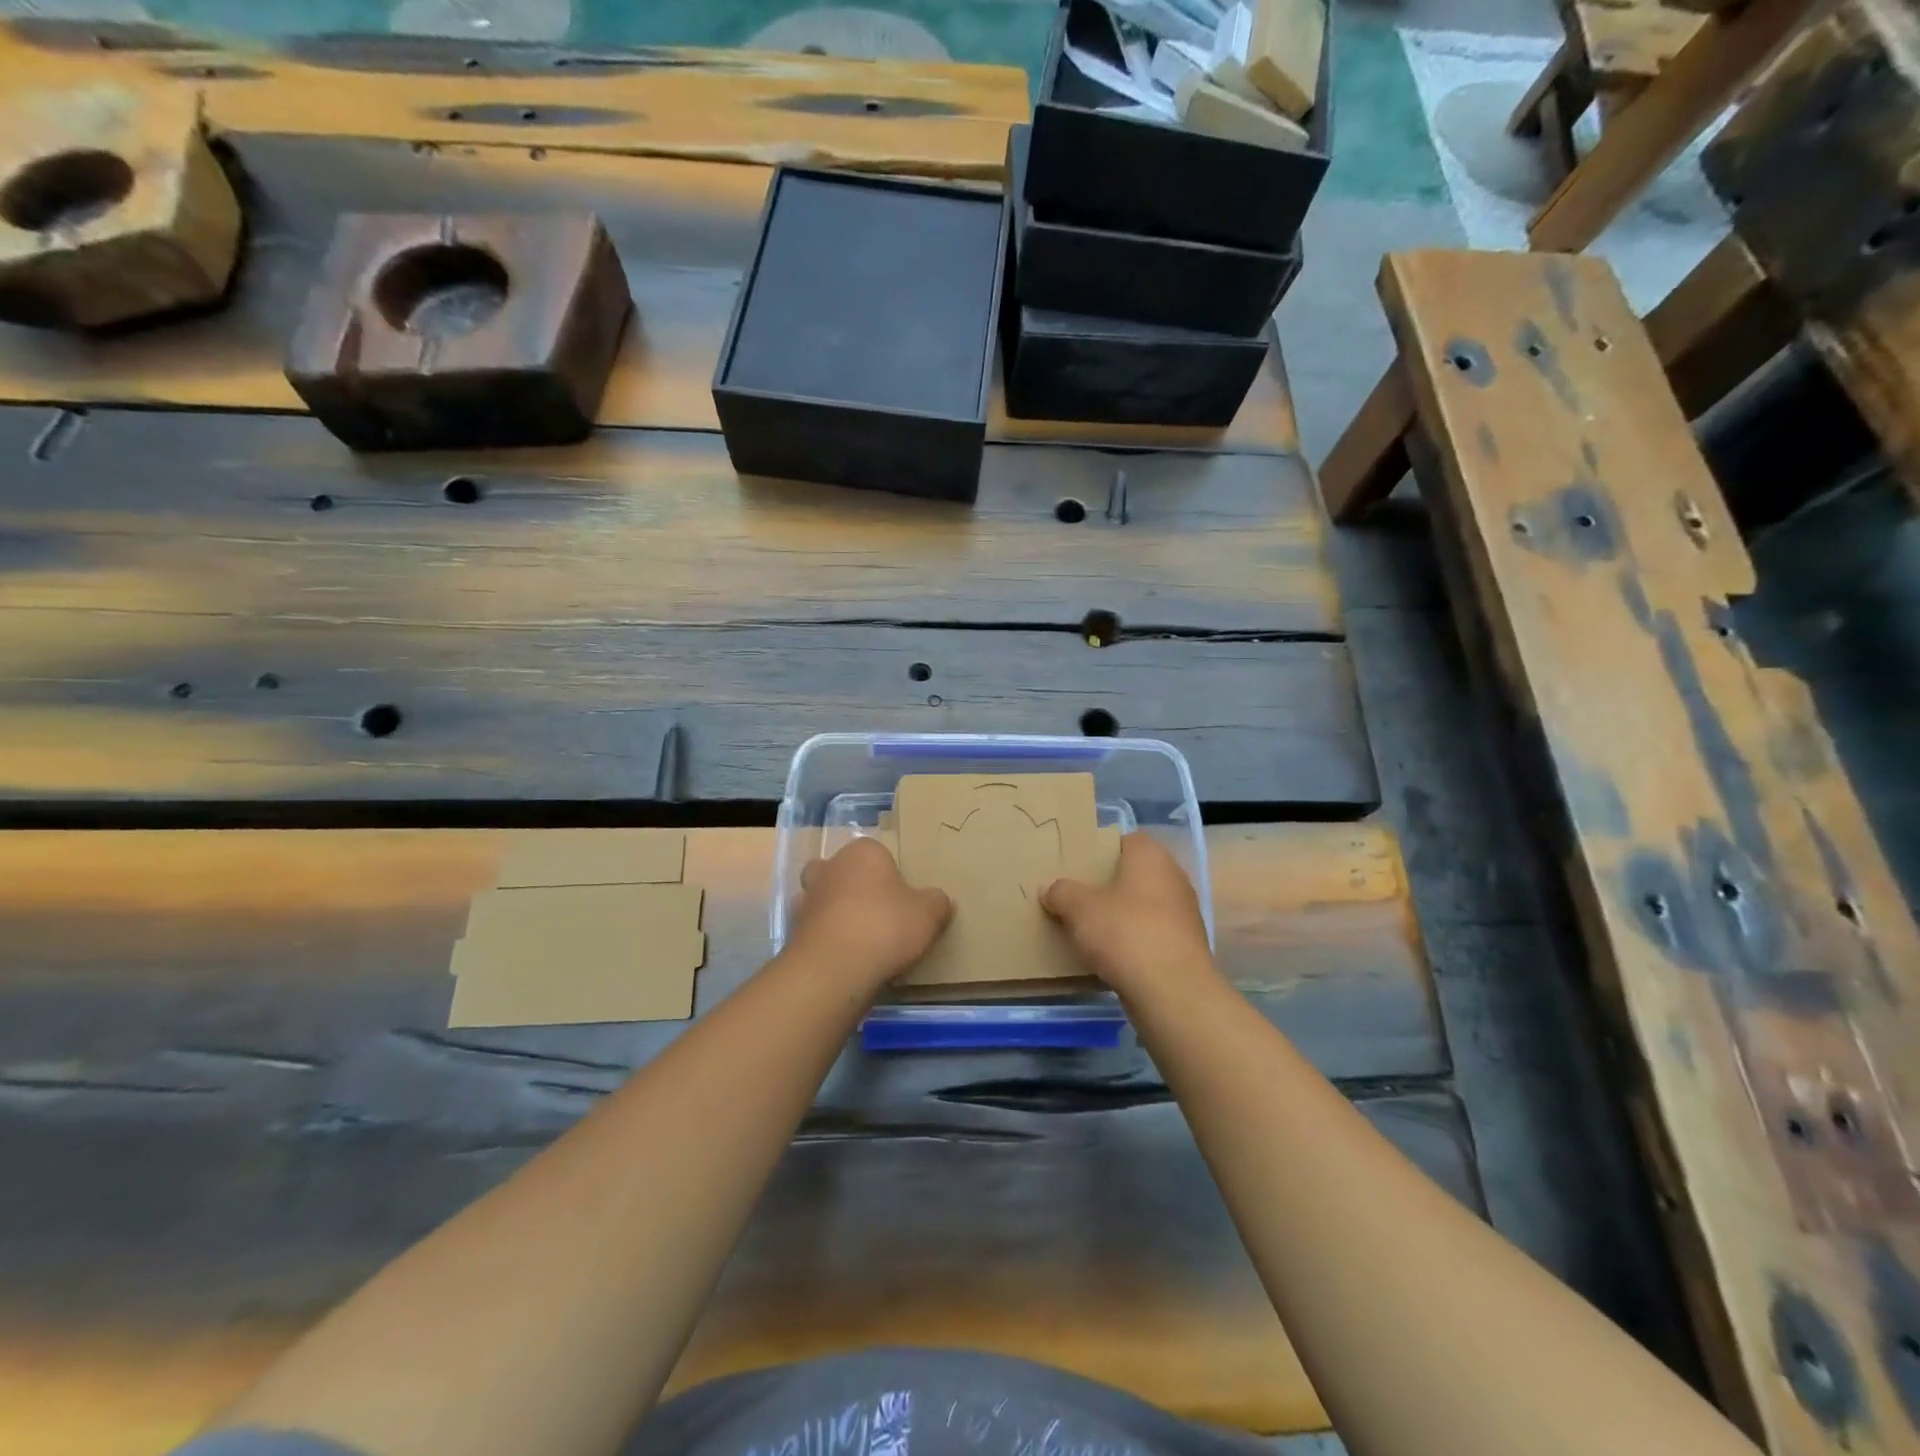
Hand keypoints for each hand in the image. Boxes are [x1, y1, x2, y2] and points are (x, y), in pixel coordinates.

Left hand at [789, 837, 952, 988]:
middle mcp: (830, 867)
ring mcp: (807, 898)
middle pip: (842, 869)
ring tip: (860, 938)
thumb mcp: (929, 915)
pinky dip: (826, 938)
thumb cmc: (885, 927)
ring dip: (836, 912)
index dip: (890, 873)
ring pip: (823, 898)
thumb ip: (937, 902)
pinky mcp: (794, 930)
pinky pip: (816, 928)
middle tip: (876, 910)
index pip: (877, 852)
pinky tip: (845, 957)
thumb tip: (939, 900)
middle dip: (854, 885)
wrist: (834, 968)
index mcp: (863, 852)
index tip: (903, 897)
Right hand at [1041, 832, 1216, 998]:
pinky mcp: (1185, 947)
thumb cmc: (1126, 934)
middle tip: (1077, 896)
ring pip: (1143, 906)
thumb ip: (1062, 892)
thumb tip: (1050, 887)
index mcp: (1151, 857)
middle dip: (1108, 885)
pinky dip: (1133, 941)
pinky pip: (1151, 934)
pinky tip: (1110, 955)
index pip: (1125, 840)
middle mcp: (1173, 878)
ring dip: (1121, 915)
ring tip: (1088, 927)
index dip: (1101, 851)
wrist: (1173, 992)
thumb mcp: (1080, 909)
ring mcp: (1183, 914)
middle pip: (1134, 874)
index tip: (1078, 866)